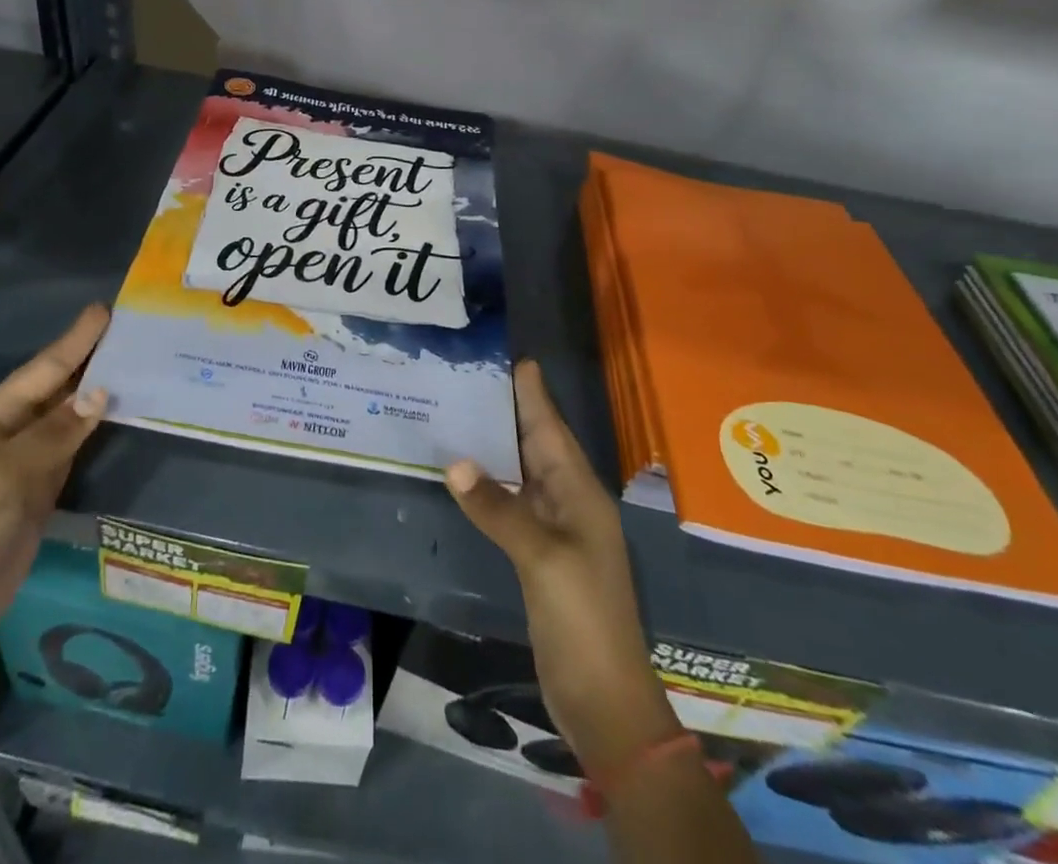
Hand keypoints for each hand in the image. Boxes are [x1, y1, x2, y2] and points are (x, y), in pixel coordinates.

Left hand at [0, 305, 111, 672]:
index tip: (105, 310)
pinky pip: (75, 449)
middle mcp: (12, 432)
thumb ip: (55, 432)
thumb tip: (101, 392)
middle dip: (92, 359)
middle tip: (134, 333)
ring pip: (72, 417)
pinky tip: (121, 416)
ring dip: (101, 393)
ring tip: (138, 366)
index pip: (44, 369)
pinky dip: (98, 430)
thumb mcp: (4, 474)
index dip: (75, 340)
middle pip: (60, 388)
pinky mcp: (42, 492)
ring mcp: (28, 463)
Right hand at [446, 360, 678, 774]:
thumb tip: (454, 462)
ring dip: (497, 445)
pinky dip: (491, 484)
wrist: (604, 699)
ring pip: (523, 472)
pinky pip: (513, 503)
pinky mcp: (538, 555)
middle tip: (472, 377)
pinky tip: (466, 475)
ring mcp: (555, 530)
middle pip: (538, 444)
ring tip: (462, 413)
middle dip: (510, 410)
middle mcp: (570, 503)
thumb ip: (499, 509)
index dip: (535, 395)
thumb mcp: (543, 559)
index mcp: (581, 493)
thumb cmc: (583, 618)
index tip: (516, 358)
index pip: (552, 429)